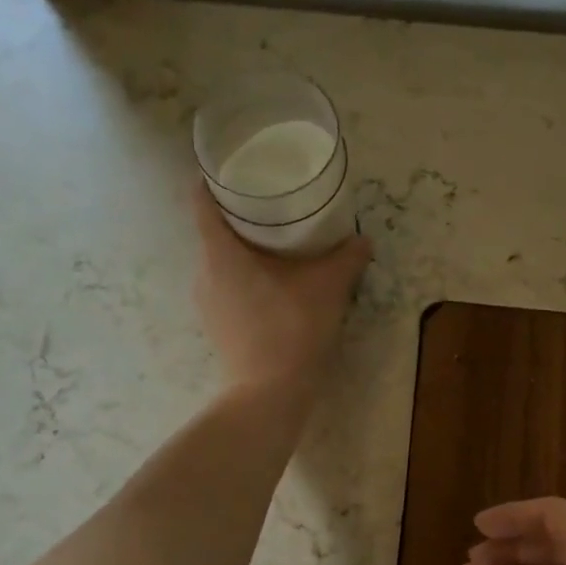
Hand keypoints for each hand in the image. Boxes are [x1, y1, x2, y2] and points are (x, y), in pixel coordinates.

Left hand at [192, 185, 371, 390]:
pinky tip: (276, 289)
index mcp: (220, 252)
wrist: (270, 395)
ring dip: (246, 253)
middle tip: (275, 208)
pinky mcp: (218, 328)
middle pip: (215, 232)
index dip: (215, 180)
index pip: (202, 201)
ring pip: (222, 264)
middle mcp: (204, 273)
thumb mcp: (328, 287)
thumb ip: (347, 258)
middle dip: (242, 218)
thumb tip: (363, 239)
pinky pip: (228, 290)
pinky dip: (247, 281)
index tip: (237, 170)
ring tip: (280, 249)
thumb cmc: (292, 329)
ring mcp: (207, 304)